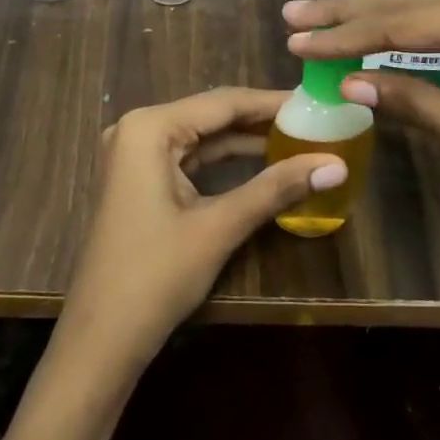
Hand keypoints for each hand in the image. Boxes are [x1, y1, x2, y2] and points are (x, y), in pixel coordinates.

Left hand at [56, 88, 345, 375]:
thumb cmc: (155, 276)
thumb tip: (337, 166)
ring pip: (202, 137)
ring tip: (298, 138)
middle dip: (261, 120)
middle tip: (314, 121)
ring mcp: (134, 155)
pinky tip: (263, 162)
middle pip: (211, 116)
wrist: (101, 338)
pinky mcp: (139, 180)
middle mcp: (138, 129)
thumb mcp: (219, 227)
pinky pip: (189, 158)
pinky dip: (224, 161)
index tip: (316, 101)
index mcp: (149, 127)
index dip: (272, 102)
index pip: (222, 102)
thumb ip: (276, 189)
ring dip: (246, 141)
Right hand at [283, 0, 439, 280]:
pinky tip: (391, 35)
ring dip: (385, 19)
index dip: (348, 35)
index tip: (295, 39)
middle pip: (421, 3)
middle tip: (295, 13)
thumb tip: (349, 84)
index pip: (409, 23)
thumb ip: (416, 104)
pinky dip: (424, 34)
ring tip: (327, 19)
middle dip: (355, 13)